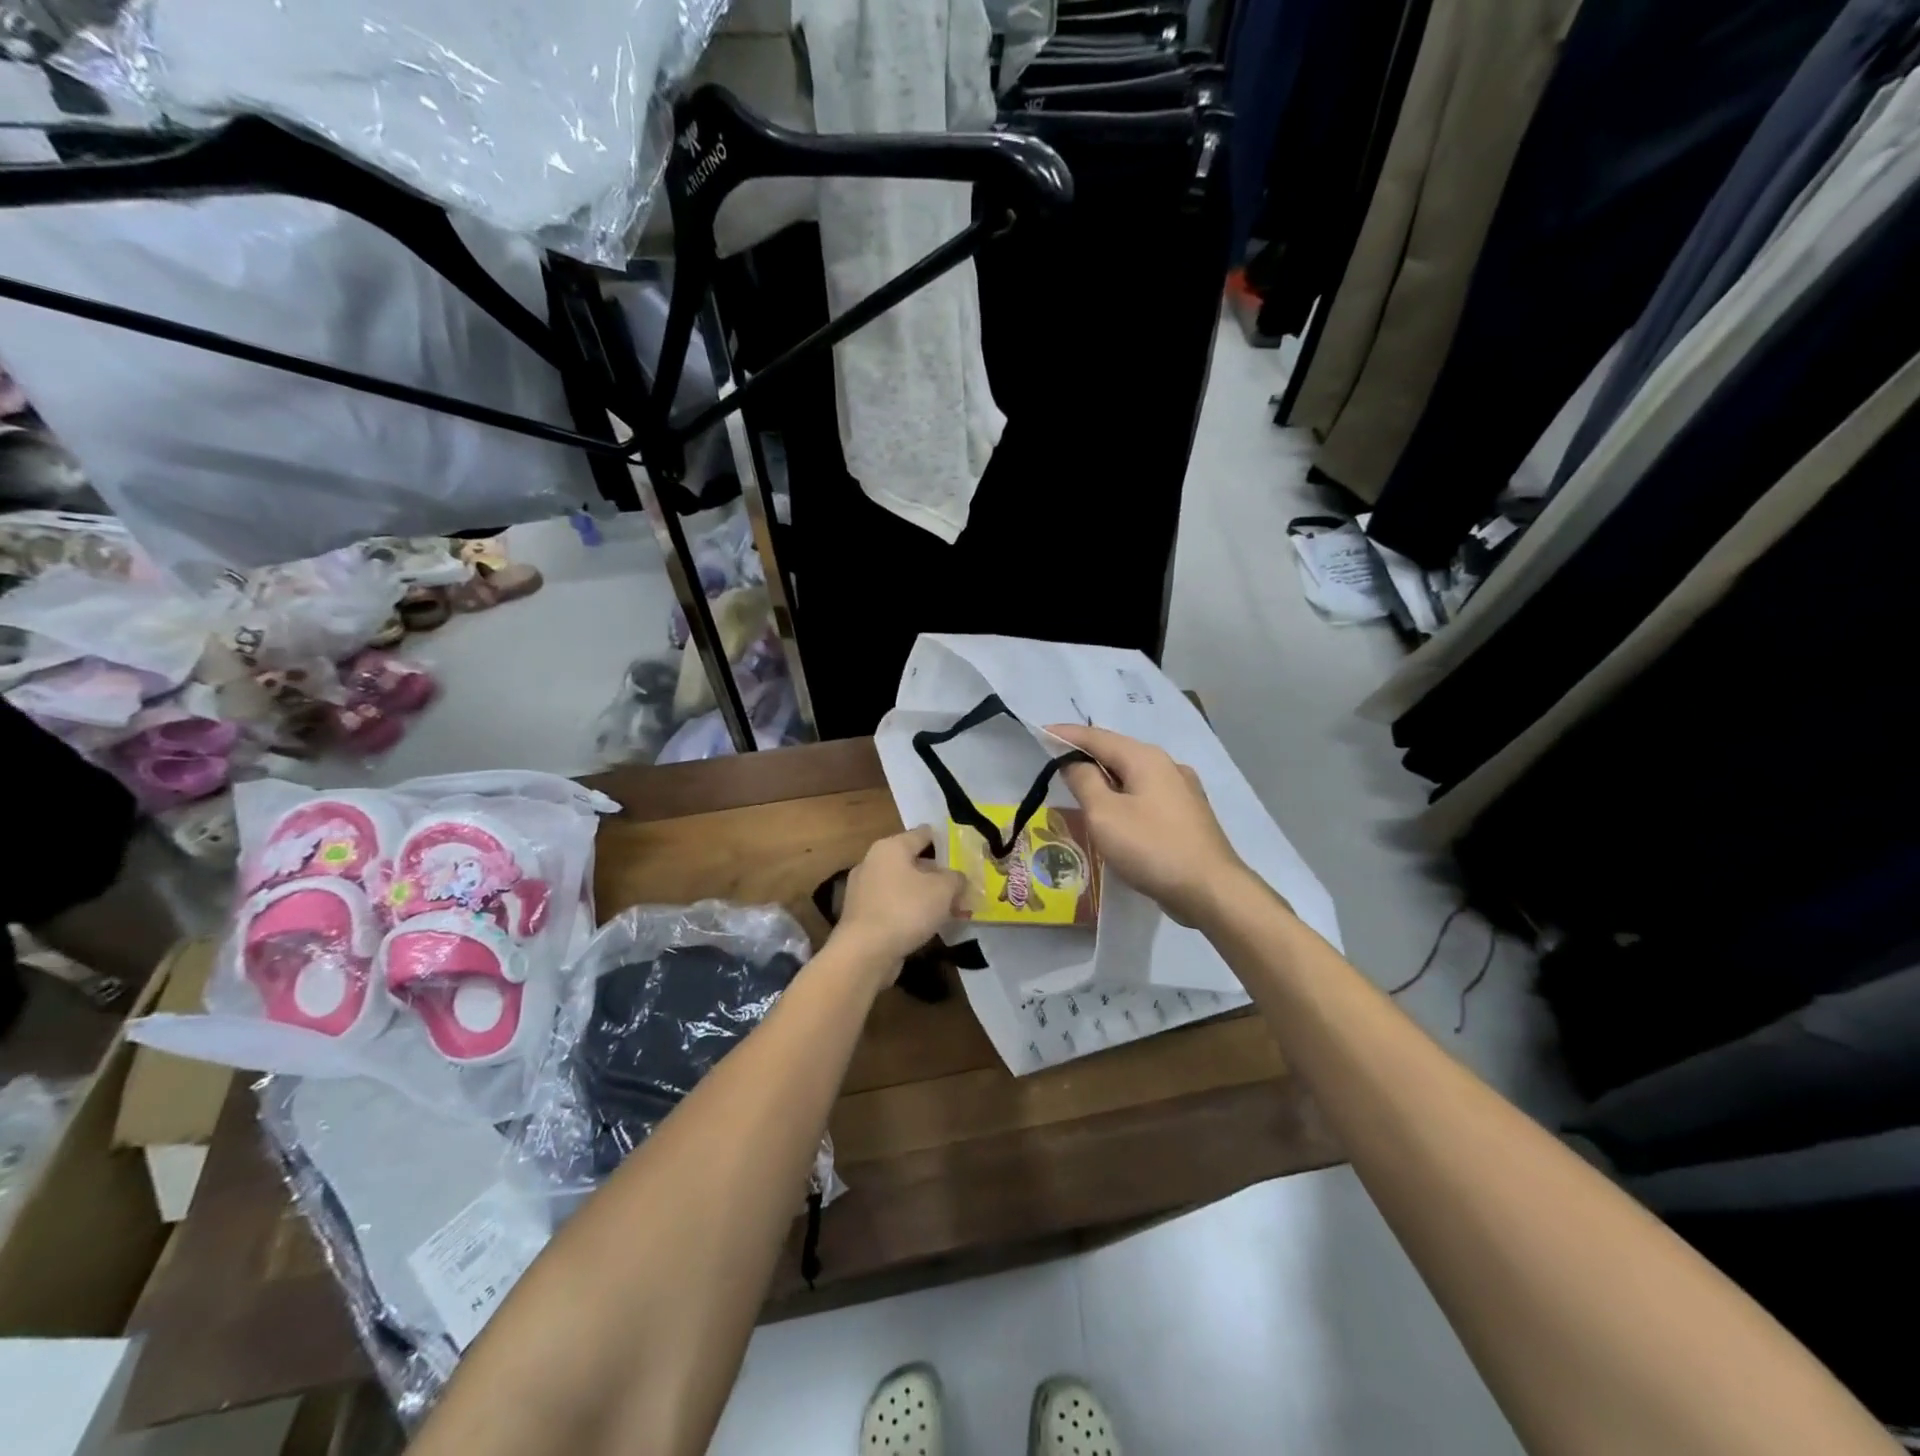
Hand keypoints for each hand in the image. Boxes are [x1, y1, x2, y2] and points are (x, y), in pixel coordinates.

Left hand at [832, 826, 965, 970]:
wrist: (864, 953)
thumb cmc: (905, 910)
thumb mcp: (943, 890)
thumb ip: (956, 878)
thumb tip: (956, 878)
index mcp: (891, 847)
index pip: (924, 834)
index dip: (946, 841)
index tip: (964, 853)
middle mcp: (873, 862)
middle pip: (913, 861)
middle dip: (938, 875)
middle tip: (961, 888)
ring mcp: (863, 889)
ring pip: (903, 885)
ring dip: (925, 895)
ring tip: (949, 910)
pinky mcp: (861, 914)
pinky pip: (893, 905)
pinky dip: (910, 911)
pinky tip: (927, 925)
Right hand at [1049, 723, 1251, 926]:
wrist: (1211, 890)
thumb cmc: (1151, 848)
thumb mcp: (1105, 814)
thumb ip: (1084, 781)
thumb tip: (1073, 762)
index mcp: (1145, 758)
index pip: (1097, 736)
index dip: (1066, 735)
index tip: (1040, 732)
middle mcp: (1167, 765)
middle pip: (1118, 752)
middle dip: (1086, 754)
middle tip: (1056, 763)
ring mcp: (1183, 790)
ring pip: (1134, 774)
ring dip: (1106, 777)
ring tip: (1081, 788)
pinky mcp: (1188, 815)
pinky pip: (1147, 794)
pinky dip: (1124, 795)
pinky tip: (1117, 812)